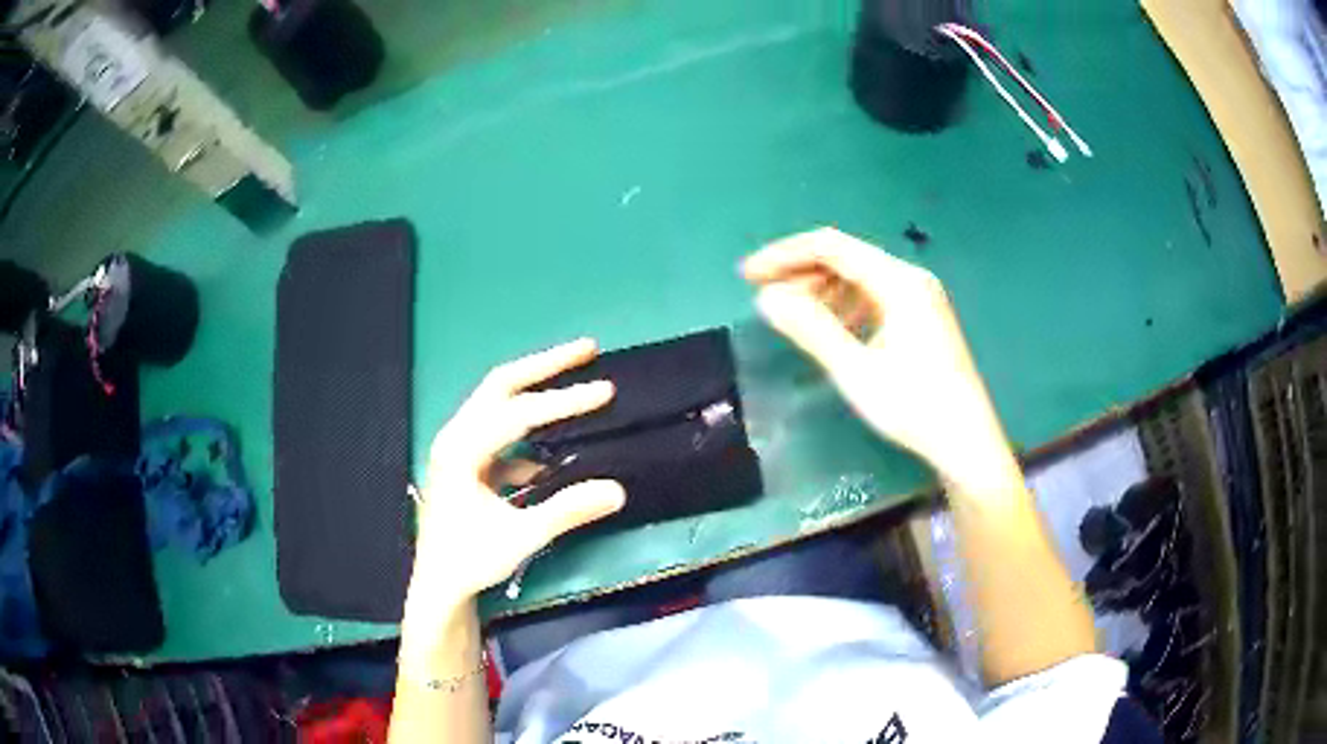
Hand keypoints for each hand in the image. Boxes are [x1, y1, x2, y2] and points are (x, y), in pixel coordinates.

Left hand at [405, 339, 625, 626]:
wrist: (440, 585)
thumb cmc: (471, 560)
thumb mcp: (521, 537)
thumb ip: (567, 511)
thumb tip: (617, 489)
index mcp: (461, 449)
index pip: (518, 412)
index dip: (564, 401)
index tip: (606, 391)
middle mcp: (456, 436)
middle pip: (501, 385)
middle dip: (545, 365)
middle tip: (588, 349)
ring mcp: (459, 447)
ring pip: (499, 403)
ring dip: (537, 389)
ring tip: (576, 379)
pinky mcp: (467, 462)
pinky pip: (502, 432)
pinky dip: (529, 430)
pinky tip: (553, 449)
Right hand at [742, 228, 1008, 486]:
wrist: (966, 443)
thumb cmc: (914, 406)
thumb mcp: (856, 370)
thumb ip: (811, 329)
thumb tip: (767, 298)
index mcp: (898, 281)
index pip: (831, 247)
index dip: (785, 256)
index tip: (748, 276)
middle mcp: (910, 279)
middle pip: (846, 259)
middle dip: (801, 274)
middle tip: (766, 301)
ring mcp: (919, 299)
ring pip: (860, 279)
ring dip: (822, 292)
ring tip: (793, 318)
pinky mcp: (922, 319)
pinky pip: (874, 299)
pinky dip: (845, 308)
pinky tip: (832, 331)